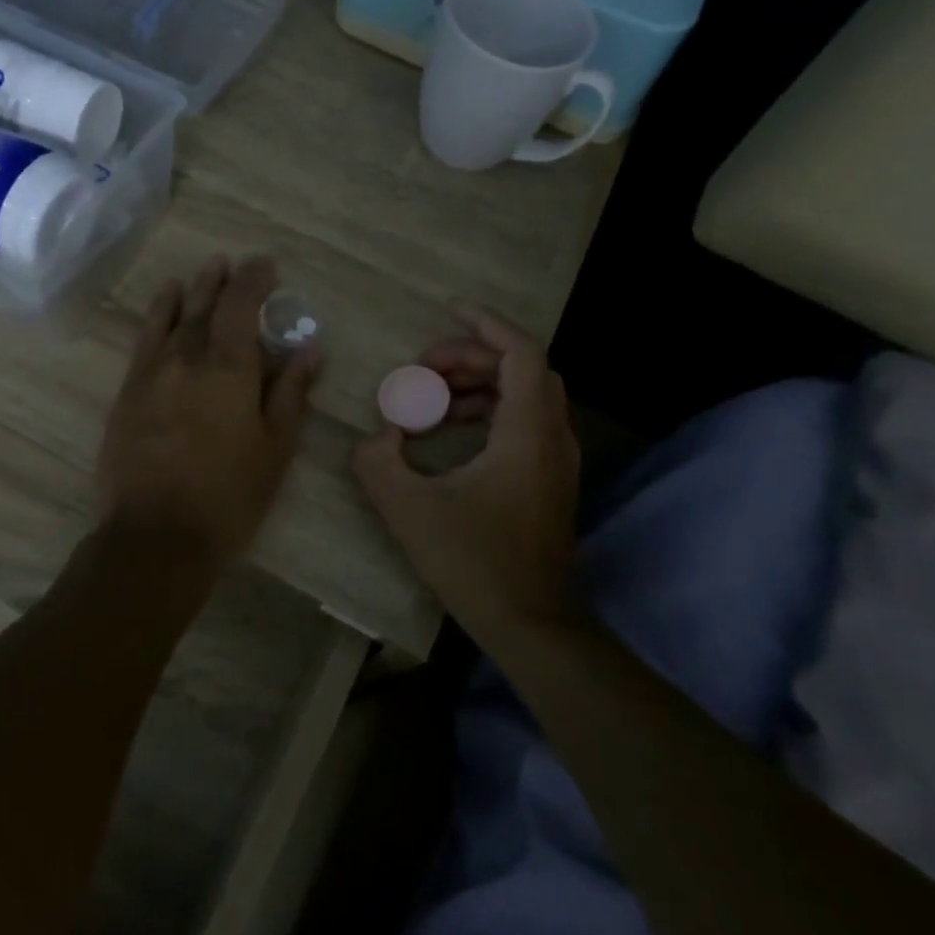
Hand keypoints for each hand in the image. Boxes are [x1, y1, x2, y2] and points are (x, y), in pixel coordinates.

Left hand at [97, 254, 319, 566]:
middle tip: (234, 263)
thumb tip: (309, 350)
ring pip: (173, 318)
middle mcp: (187, 358)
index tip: (267, 265)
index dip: (255, 280)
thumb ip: (290, 394)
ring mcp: (152, 373)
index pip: (242, 306)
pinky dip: (157, 316)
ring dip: (191, 291)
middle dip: (222, 281)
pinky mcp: (128, 392)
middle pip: (206, 306)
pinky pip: (144, 340)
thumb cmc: (229, 496)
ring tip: (203, 272)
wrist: (156, 536)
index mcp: (229, 369)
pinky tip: (164, 305)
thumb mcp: (274, 449)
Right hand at [352, 304, 579, 635]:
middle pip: (522, 368)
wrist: (530, 623)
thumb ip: (378, 462)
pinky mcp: (550, 479)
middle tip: (425, 365)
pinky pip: (525, 421)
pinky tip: (454, 428)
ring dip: (481, 382)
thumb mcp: (409, 509)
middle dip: (472, 355)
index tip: (448, 311)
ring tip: (433, 394)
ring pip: (526, 394)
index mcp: (527, 433)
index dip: (485, 324)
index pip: (520, 352)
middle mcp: (552, 436)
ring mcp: (557, 459)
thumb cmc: (474, 562)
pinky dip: (490, 409)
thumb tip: (377, 437)